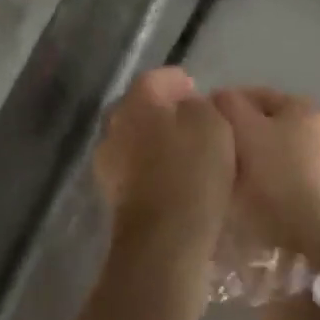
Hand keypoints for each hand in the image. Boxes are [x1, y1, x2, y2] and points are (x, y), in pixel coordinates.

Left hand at [94, 68, 235, 257]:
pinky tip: (175, 178)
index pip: (153, 79)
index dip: (174, 80)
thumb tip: (188, 107)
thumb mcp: (211, 124)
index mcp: (135, 103)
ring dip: (156, 142)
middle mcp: (113, 128)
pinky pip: (137, 171)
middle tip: (191, 119)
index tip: (194, 87)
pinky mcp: (114, 198)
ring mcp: (108, 165)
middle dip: (162, 111)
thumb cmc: (191, 172)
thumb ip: (199, 106)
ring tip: (186, 151)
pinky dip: (153, 169)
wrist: (163, 240)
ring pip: (135, 141)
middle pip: (139, 109)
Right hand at [211, 88, 319, 267]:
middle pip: (271, 126)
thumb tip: (219, 97)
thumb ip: (227, 101)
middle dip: (244, 133)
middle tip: (215, 146)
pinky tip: (244, 195)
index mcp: (311, 111)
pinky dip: (265, 184)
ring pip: (278, 156)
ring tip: (226, 173)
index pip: (260, 96)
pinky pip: (283, 183)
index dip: (228, 104)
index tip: (207, 120)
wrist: (291, 240)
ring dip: (254, 160)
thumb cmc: (267, 170)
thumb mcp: (238, 123)